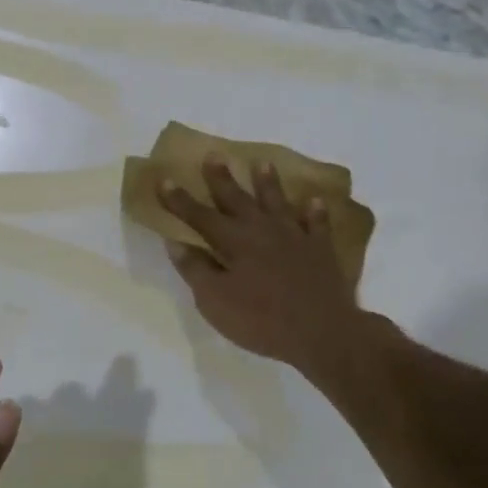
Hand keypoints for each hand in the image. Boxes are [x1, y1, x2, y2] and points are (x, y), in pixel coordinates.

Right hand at [160, 158, 386, 396]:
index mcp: (233, 242)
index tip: (164, 180)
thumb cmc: (260, 319)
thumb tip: (176, 242)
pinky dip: (315, 212)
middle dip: (221, 179)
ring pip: (278, 203)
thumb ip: (195, 270)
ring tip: (262, 163)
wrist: (322, 332)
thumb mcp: (214, 300)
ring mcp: (295, 237)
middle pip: (237, 199)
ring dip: (268, 183)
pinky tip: (314, 201)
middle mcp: (262, 230)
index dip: (180, 200)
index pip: (199, 216)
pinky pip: (318, 224)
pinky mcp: (321, 250)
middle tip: (213, 155)